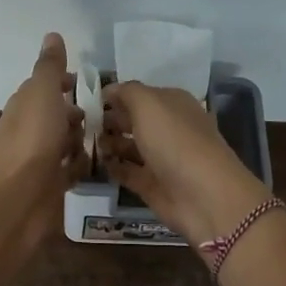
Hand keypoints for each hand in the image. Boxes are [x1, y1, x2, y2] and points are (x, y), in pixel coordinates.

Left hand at [0, 33, 89, 260]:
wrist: (15, 198)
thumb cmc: (31, 139)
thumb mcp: (42, 93)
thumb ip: (50, 67)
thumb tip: (52, 34)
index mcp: (26, 105)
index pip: (48, 87)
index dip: (68, 84)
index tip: (94, 86)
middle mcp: (30, 130)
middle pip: (59, 116)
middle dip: (81, 115)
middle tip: (111, 116)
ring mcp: (39, 159)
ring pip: (66, 144)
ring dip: (83, 141)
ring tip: (110, 140)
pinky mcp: (49, 186)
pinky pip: (70, 171)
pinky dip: (81, 167)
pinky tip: (98, 167)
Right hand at [99, 81, 269, 252]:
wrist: (203, 196)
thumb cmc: (175, 141)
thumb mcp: (149, 104)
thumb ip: (127, 92)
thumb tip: (109, 90)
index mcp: (172, 104)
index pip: (140, 94)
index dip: (116, 95)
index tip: (88, 100)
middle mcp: (168, 129)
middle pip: (134, 121)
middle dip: (110, 120)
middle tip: (82, 123)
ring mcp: (161, 159)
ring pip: (130, 147)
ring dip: (109, 144)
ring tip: (86, 143)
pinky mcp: (153, 185)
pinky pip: (128, 172)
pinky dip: (113, 168)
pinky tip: (96, 163)